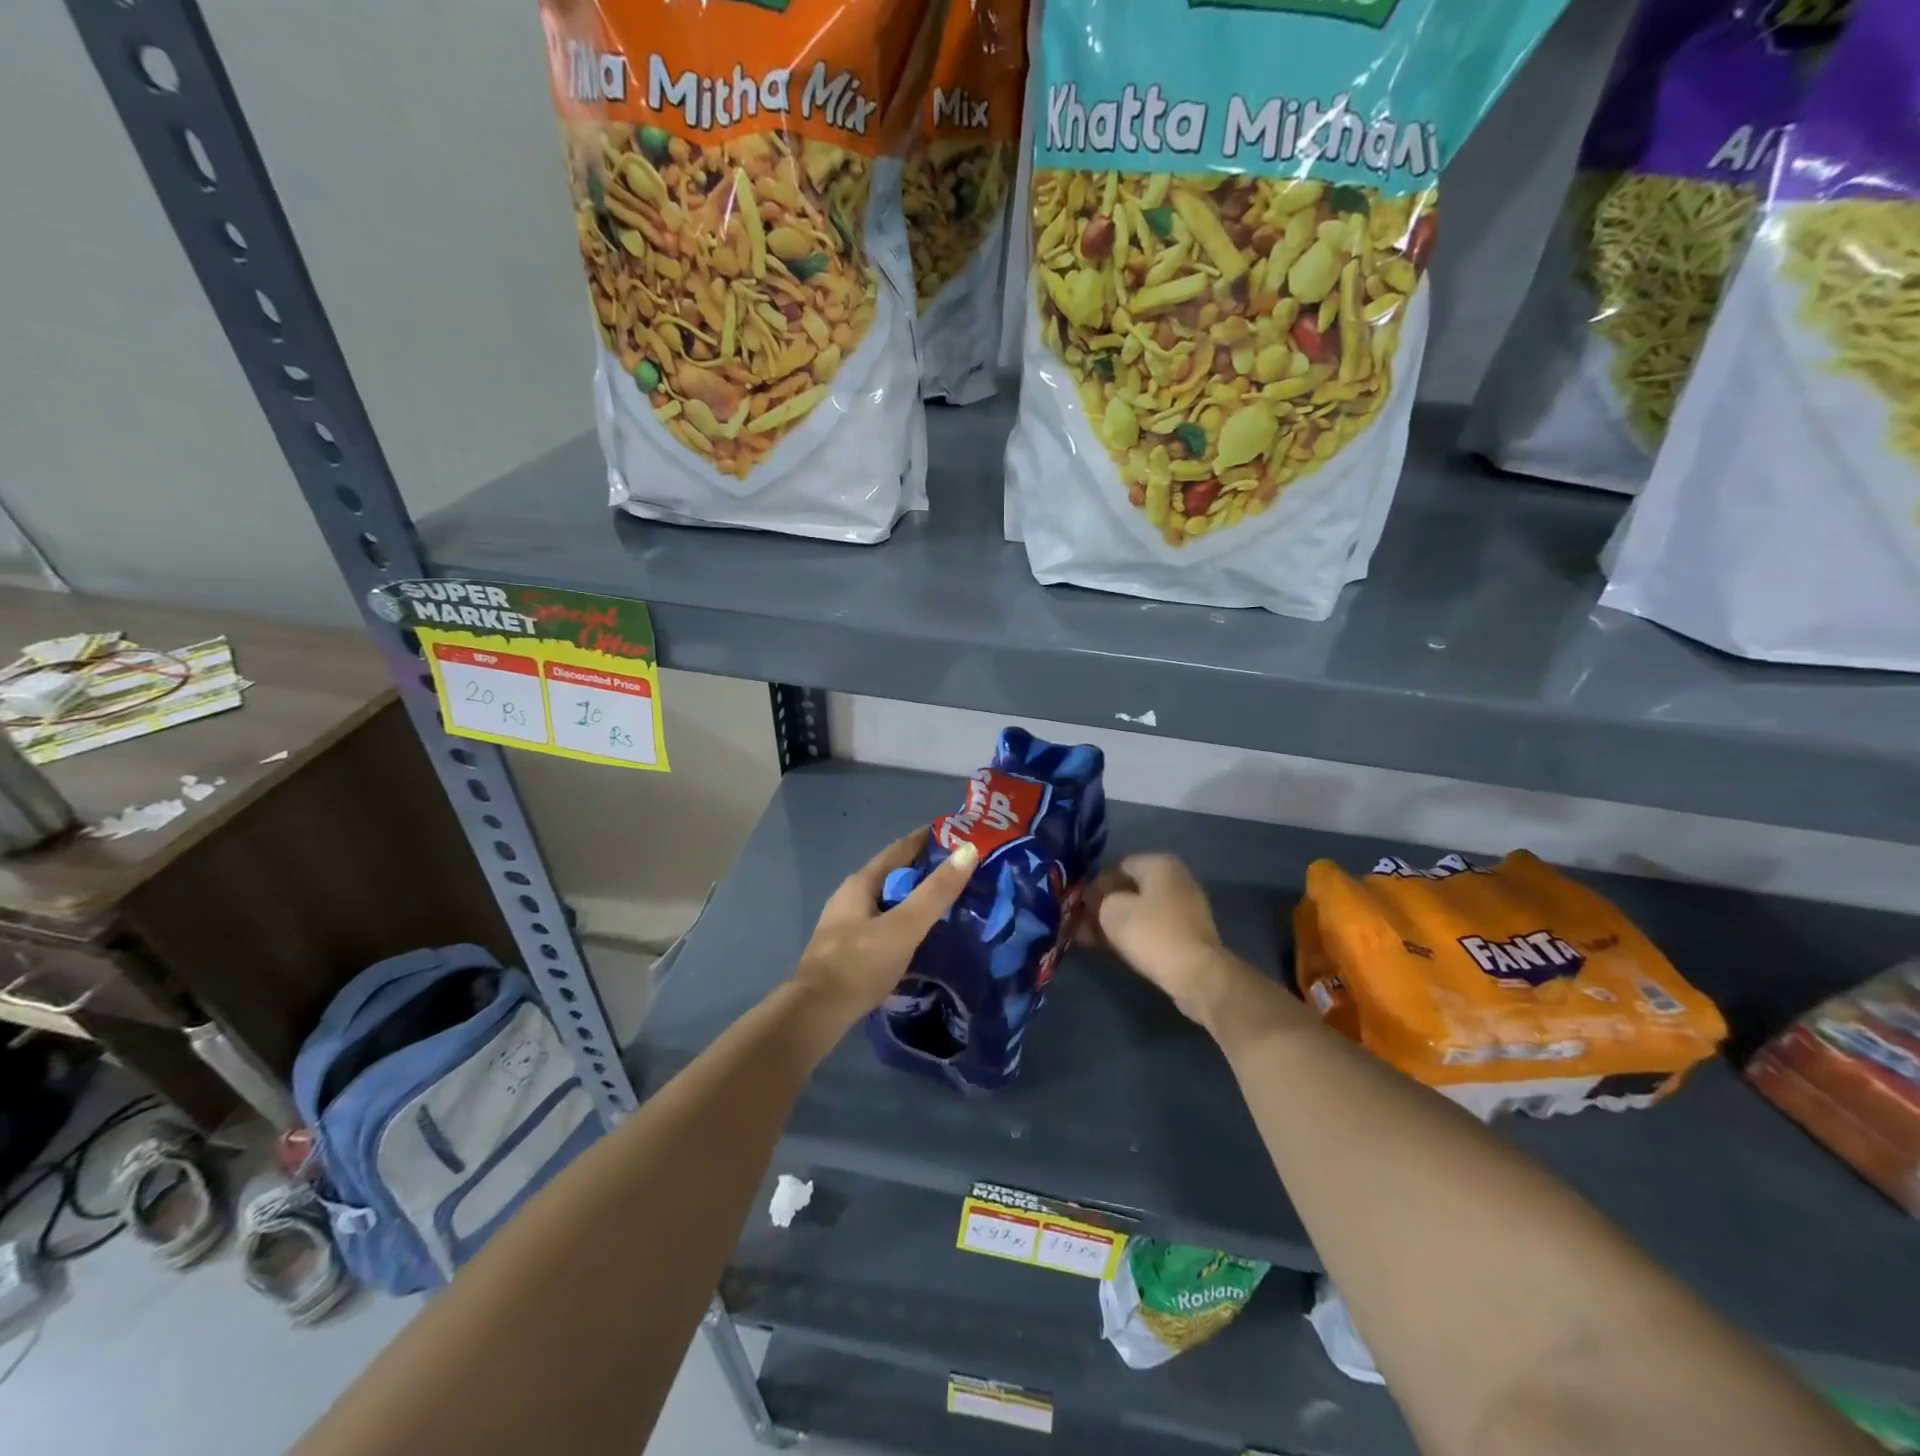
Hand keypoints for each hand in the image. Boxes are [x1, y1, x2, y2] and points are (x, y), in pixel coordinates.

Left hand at [789, 829, 978, 1034]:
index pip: (901, 848)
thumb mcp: (904, 926)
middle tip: (964, 873)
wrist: (815, 1014)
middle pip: (894, 873)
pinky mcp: (848, 948)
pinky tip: (922, 935)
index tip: (961, 835)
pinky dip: (906, 921)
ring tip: (950, 904)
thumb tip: (968, 849)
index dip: (929, 839)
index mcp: (861, 882)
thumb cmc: (860, 964)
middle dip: (926, 870)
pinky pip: (884, 923)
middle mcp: (851, 896)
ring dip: (916, 898)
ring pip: (889, 900)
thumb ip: (936, 892)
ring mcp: (846, 923)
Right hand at [1081, 853, 1239, 1026]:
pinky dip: (1132, 934)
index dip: (1094, 884)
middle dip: (1103, 905)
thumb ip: (1098, 900)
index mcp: (1159, 864)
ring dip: (1114, 922)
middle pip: (1129, 889)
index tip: (1077, 903)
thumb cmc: (1152, 932)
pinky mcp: (1187, 934)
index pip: (1117, 866)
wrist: (1196, 974)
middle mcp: (1175, 879)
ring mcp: (1184, 907)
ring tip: (1089, 938)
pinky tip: (1110, 947)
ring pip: (1139, 910)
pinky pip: (1151, 927)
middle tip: (1080, 922)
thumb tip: (1095, 902)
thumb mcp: (1111, 911)